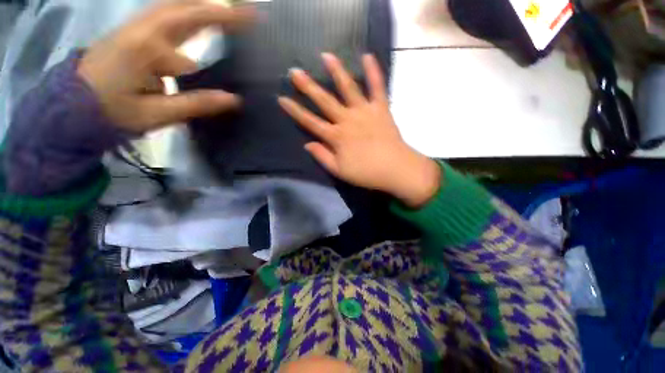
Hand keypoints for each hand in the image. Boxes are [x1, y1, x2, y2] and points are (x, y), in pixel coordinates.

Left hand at [78, 0, 253, 131]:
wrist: (70, 106)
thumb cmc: (111, 112)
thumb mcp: (155, 114)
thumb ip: (196, 104)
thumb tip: (234, 100)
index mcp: (147, 48)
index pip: (193, 47)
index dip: (223, 43)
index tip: (251, 32)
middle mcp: (143, 29)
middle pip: (185, 9)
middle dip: (219, 9)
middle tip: (249, 13)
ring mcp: (137, 28)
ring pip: (175, 7)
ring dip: (204, 7)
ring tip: (231, 13)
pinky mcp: (134, 33)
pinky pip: (166, 15)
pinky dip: (188, 12)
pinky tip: (202, 17)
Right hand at [278, 54, 440, 207]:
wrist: (395, 169)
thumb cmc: (366, 172)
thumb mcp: (339, 170)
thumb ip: (322, 156)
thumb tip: (307, 144)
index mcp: (336, 137)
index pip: (310, 122)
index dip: (295, 111)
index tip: (282, 99)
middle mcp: (347, 120)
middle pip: (325, 101)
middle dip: (308, 86)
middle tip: (295, 71)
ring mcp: (364, 112)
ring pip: (348, 88)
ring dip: (336, 71)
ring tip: (326, 56)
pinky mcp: (381, 109)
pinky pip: (378, 87)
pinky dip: (374, 72)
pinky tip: (368, 56)